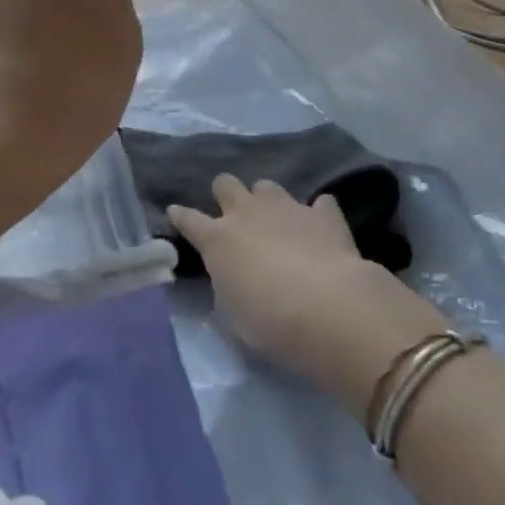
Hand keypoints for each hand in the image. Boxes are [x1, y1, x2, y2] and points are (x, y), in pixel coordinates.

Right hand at [169, 178, 448, 420]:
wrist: (328, 308)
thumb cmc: (268, 321)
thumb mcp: (232, 312)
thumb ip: (227, 286)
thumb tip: (231, 278)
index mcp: (217, 239)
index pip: (188, 219)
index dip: (180, 216)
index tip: (176, 214)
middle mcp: (246, 213)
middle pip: (225, 184)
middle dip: (226, 194)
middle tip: (234, 215)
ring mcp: (286, 208)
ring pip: (266, 185)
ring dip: (267, 200)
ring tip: (276, 221)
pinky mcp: (323, 214)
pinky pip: (318, 203)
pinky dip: (317, 214)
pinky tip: (321, 227)